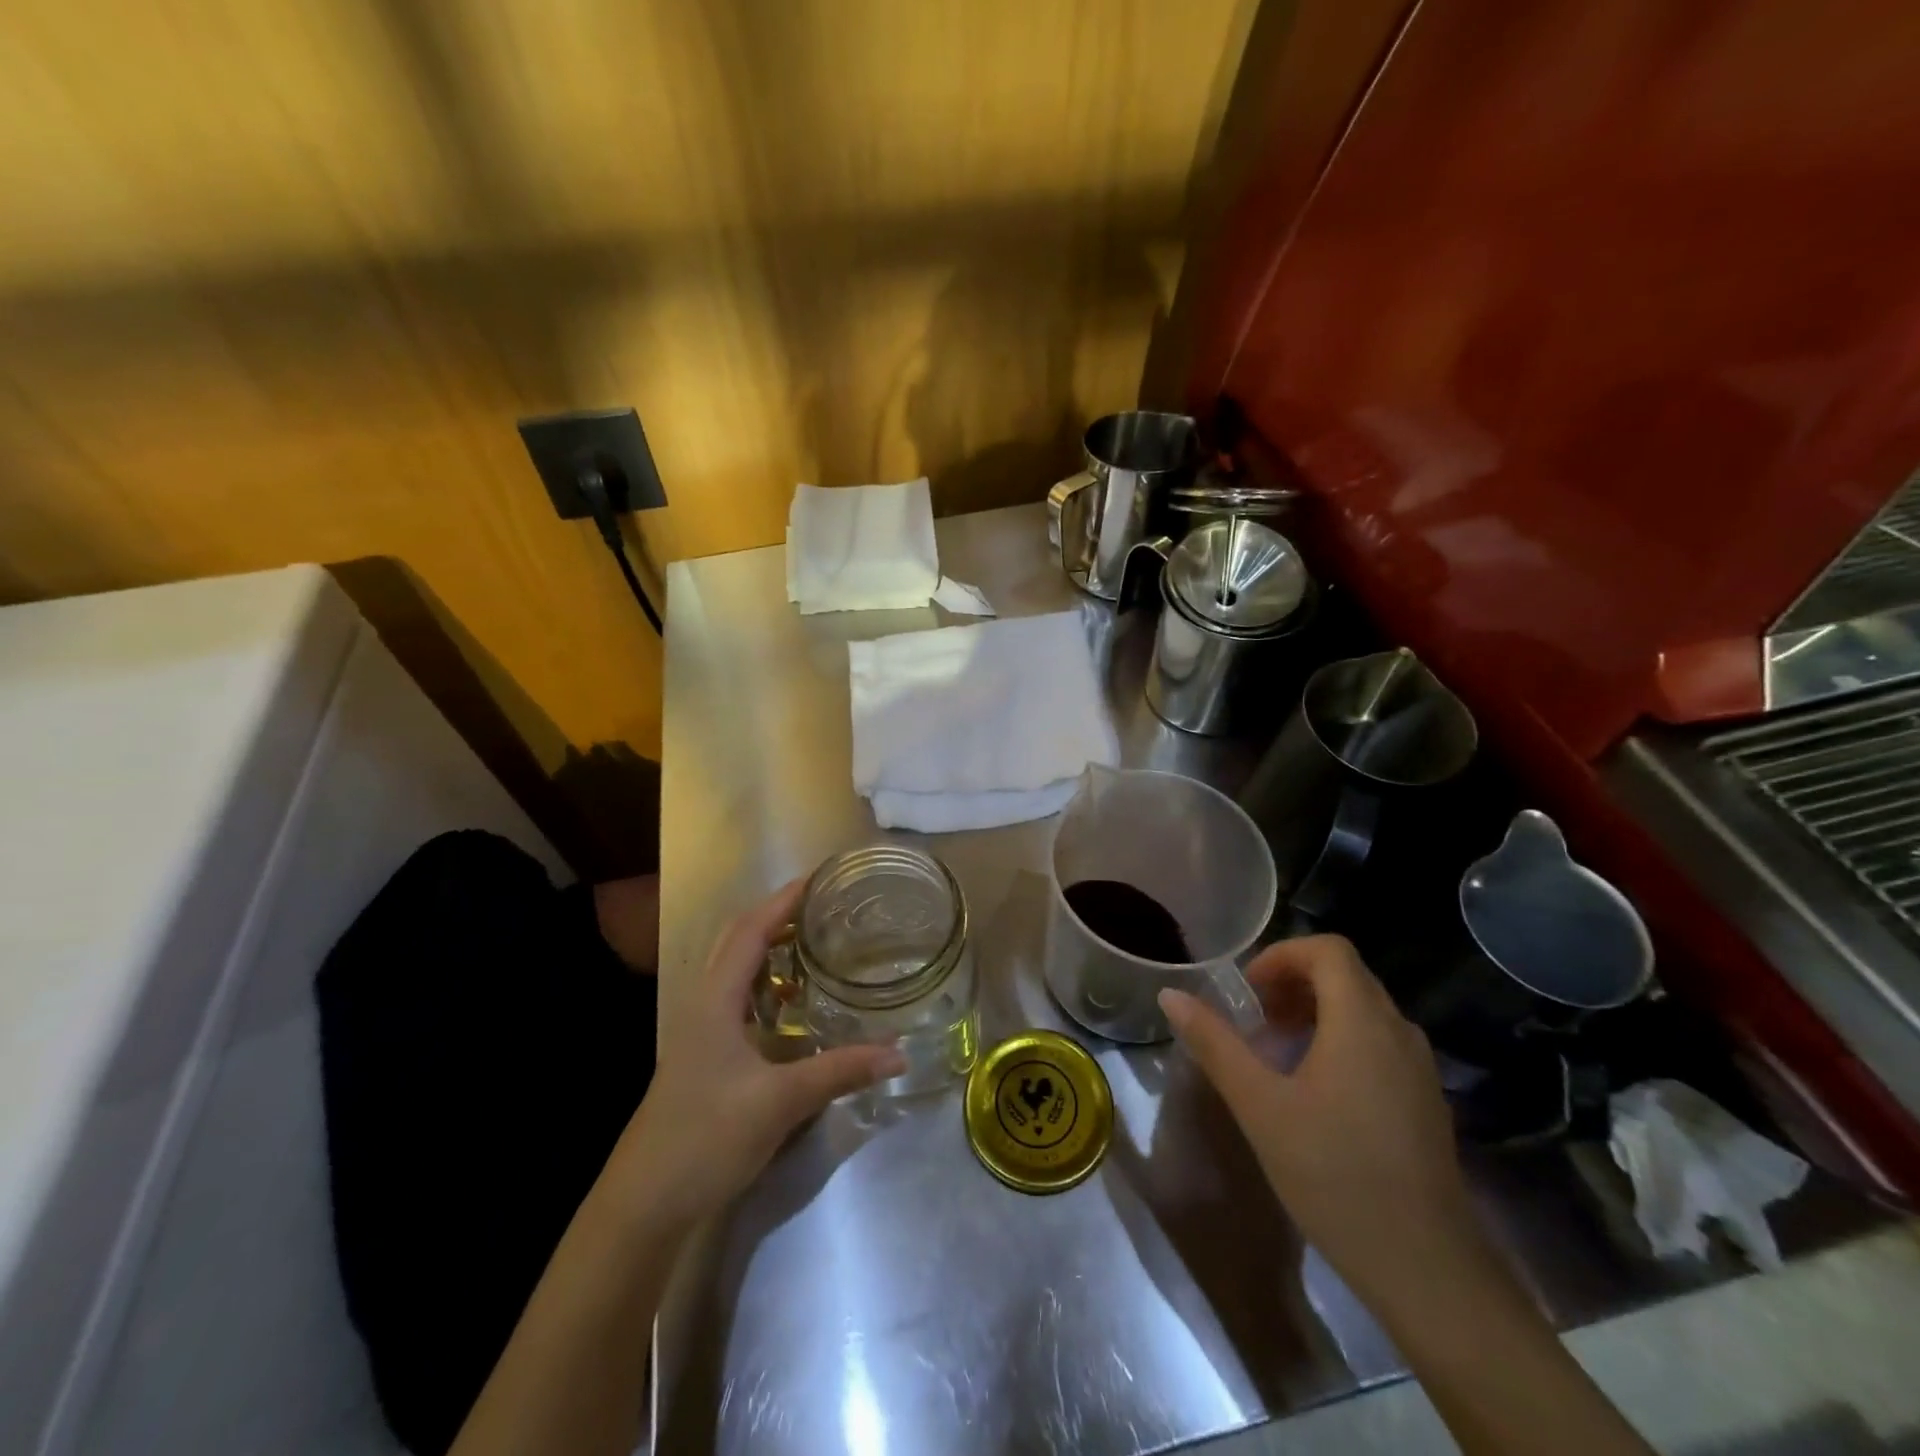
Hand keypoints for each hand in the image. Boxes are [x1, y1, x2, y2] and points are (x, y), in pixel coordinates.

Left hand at [603, 879, 904, 1227]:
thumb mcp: (780, 1103)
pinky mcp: (705, 1054)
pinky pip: (738, 999)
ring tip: (814, 941)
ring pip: (736, 969)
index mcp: (715, 1000)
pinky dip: (766, 984)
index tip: (819, 878)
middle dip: (778, 915)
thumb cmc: (706, 1138)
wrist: (645, 1202)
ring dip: (770, 947)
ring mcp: (701, 1029)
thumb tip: (899, 1053)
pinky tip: (793, 1003)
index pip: (751, 931)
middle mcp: (704, 1003)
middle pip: (739, 940)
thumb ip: (840, 1072)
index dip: (783, 901)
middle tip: (823, 905)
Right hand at [1159, 935, 1484, 1311]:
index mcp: (1362, 1022)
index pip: (1328, 949)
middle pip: (1346, 976)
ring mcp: (1419, 1069)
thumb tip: (1171, 995)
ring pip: (1364, 1010)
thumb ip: (1214, 1043)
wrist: (1428, 1272)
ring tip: (1277, 1054)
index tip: (1248, 993)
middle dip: (1293, 984)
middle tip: (1254, 1021)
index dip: (1282, 956)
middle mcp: (1399, 1033)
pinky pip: (1379, 1044)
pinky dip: (1341, 1041)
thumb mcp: (1259, 1106)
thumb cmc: (1335, 1175)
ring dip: (1315, 1013)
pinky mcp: (1425, 1103)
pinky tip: (1315, 1092)